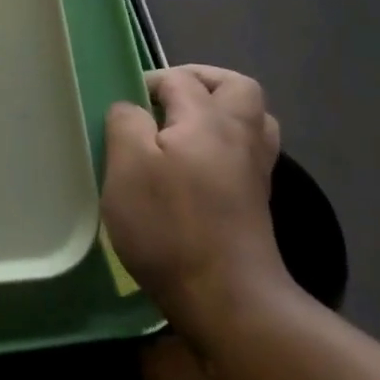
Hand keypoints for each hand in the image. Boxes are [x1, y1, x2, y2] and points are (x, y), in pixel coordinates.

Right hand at [102, 65, 291, 342]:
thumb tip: (131, 109)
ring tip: (183, 126)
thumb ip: (125, 123)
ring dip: (221, 110)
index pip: (179, 80)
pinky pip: (248, 151)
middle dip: (201, 81)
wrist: (228, 299)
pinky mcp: (256, 201)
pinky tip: (196, 165)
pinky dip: (226, 143)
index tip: (122, 107)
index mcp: (207, 120)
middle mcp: (240, 136)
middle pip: (236, 87)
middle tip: (165, 97)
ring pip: (252, 119)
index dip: (148, 82)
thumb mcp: (127, 167)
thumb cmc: (168, 225)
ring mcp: (254, 171)